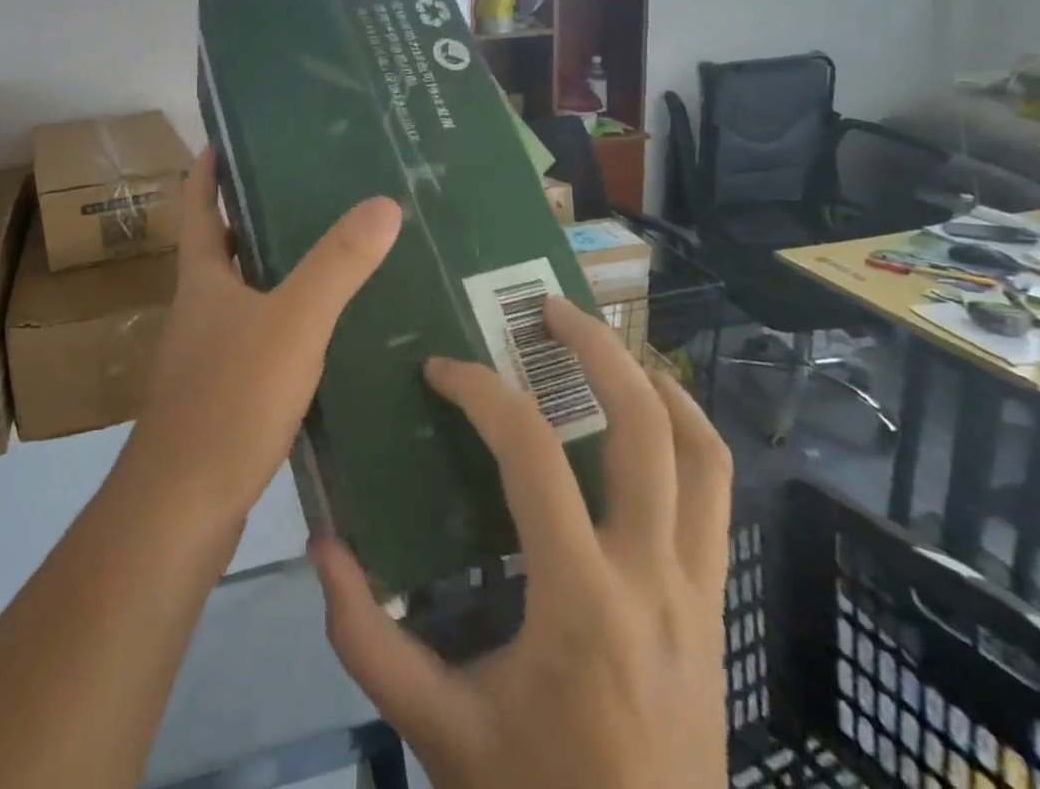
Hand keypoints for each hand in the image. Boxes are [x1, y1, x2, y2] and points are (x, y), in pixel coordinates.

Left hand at [124, 150, 401, 531]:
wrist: (183, 508)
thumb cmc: (229, 399)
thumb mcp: (292, 322)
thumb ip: (337, 265)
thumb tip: (384, 203)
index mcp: (202, 278)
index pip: (197, 205)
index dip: (208, 169)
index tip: (228, 137)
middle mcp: (199, 308)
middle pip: (222, 246)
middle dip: (254, 215)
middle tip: (309, 190)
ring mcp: (208, 353)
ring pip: (244, 294)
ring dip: (276, 270)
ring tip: (332, 253)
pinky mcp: (225, 393)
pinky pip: (259, 338)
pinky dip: (286, 322)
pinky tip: (326, 332)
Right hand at [312, 298, 732, 788]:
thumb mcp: (438, 732)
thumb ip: (367, 640)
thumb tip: (322, 546)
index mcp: (580, 602)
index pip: (533, 456)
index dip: (482, 393)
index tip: (442, 371)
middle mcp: (653, 578)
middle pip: (644, 427)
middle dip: (597, 349)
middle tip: (548, 308)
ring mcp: (697, 590)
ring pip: (703, 453)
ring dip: (656, 383)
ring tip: (608, 346)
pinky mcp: (712, 603)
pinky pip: (717, 495)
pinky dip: (688, 435)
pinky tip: (650, 419)